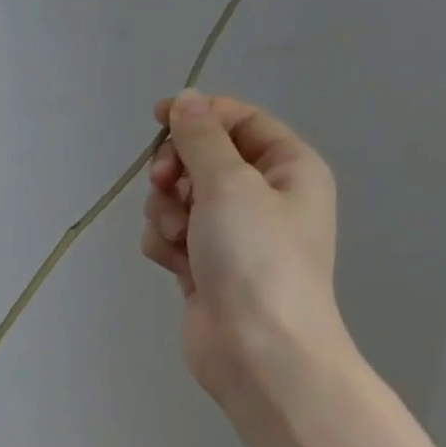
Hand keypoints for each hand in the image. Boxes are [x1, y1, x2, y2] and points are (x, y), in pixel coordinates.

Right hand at [143, 91, 347, 410]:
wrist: (257, 348)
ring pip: (177, 200)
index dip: (199, 114)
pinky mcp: (202, 267)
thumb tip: (186, 99)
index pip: (240, 121)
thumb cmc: (255, 257)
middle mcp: (261, 198)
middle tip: (166, 185)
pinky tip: (174, 264)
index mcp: (288, 169)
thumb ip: (201, 138)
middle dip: (175, 172)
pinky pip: (169, 237)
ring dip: (166, 212)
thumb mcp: (229, 183)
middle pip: (201, 160)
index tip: (157, 117)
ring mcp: (230, 235)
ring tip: (180, 237)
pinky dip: (165, 245)